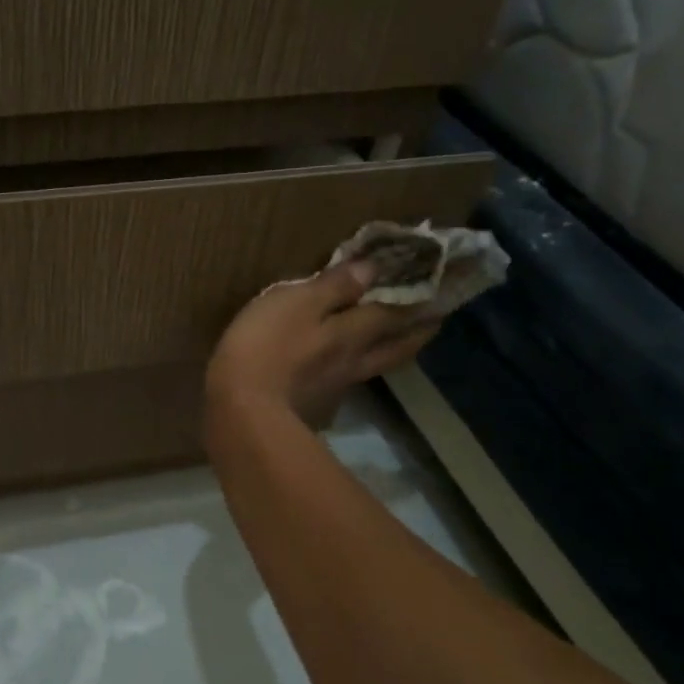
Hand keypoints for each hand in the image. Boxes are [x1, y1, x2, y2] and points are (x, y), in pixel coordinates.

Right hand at [206, 261, 437, 428]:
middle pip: (395, 346)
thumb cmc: (264, 348)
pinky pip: (344, 387)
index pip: (393, 311)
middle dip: (417, 331)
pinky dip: (354, 375)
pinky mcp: (314, 409)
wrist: (241, 415)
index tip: (441, 286)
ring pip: (373, 367)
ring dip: (393, 354)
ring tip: (400, 344)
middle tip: (437, 320)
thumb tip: (373, 269)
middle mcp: (353, 362)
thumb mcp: (294, 303)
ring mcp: (335, 390)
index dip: (416, 297)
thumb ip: (333, 286)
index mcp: (350, 332)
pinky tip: (345, 375)